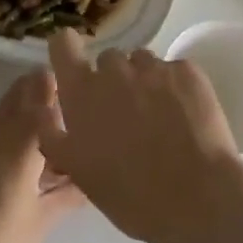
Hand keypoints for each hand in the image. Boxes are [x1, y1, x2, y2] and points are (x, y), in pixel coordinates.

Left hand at [0, 70, 84, 242]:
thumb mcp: (41, 223)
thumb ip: (69, 193)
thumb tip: (93, 175)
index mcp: (20, 144)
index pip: (41, 93)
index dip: (59, 84)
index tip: (78, 87)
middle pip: (18, 93)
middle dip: (41, 90)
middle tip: (66, 104)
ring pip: (2, 112)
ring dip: (23, 112)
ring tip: (46, 134)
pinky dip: (6, 135)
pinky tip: (16, 163)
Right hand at [41, 30, 242, 242]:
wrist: (196, 198)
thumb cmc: (130, 195)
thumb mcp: (78, 171)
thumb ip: (55, 134)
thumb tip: (46, 109)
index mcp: (82, 92)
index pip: (63, 44)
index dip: (68, 51)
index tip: (75, 66)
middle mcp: (115, 69)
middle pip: (108, 59)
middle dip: (113, 81)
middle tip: (126, 115)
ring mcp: (153, 67)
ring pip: (142, 62)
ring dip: (144, 81)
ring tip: (158, 118)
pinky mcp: (187, 70)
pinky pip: (173, 70)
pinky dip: (175, 87)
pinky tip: (184, 117)